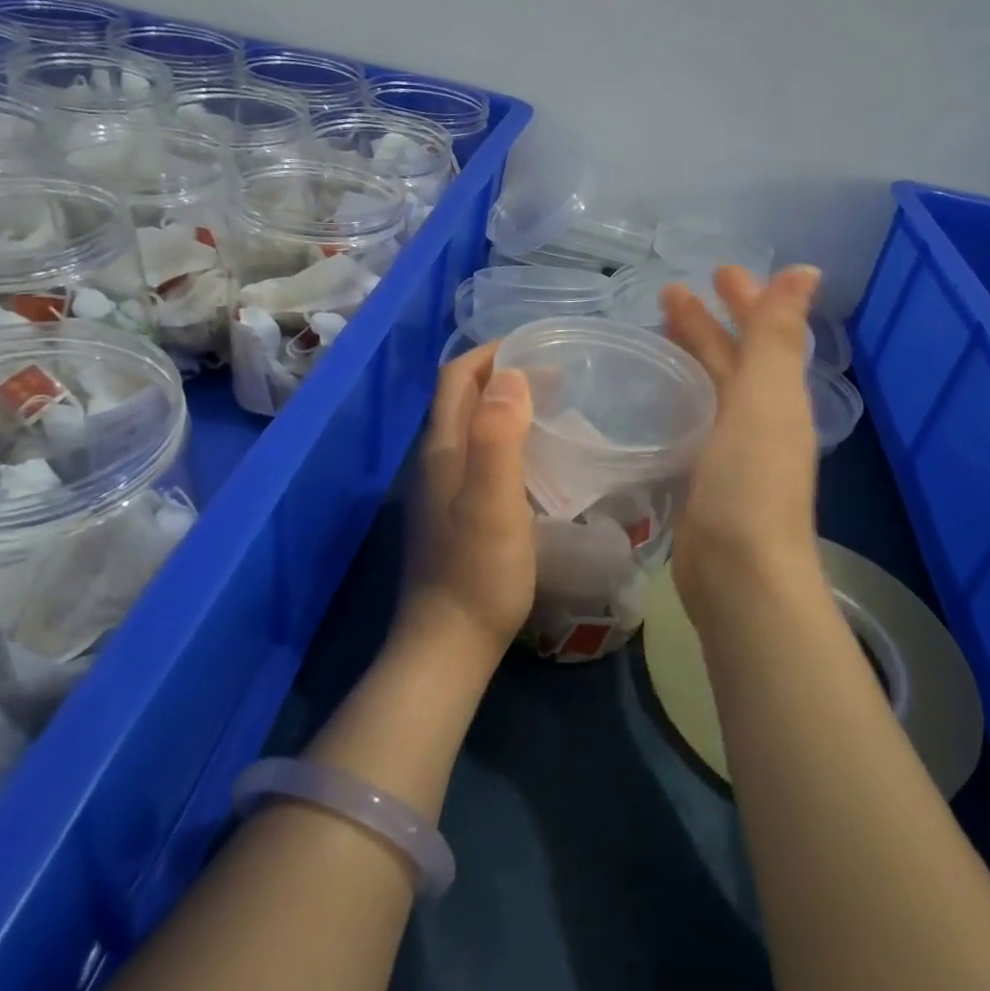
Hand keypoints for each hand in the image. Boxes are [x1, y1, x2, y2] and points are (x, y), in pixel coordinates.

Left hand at [399, 343, 536, 662]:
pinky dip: (504, 439)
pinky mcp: (452, 514)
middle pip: (460, 399)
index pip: (457, 378)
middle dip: (501, 374)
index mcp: (442, 450)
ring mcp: (440, 490)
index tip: (536, 346)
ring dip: (503, 406)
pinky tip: (534, 459)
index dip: (490, 353)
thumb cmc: (478, 572)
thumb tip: (509, 375)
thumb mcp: (493, 502)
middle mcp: (434, 461)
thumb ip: (498, 436)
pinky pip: (477, 456)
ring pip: (469, 428)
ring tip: (550, 407)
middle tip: (554, 375)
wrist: (448, 644)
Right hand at [661, 266, 824, 611]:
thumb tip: (807, 270)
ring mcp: (732, 453)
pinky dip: (678, 401)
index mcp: (777, 396)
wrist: (739, 572)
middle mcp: (759, 420)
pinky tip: (654, 400)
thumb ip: (778, 335)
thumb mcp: (766, 398)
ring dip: (690, 359)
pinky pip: (693, 424)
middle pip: (732, 360)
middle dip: (706, 324)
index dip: (743, 299)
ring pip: (711, 391)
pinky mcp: (704, 480)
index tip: (715, 270)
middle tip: (667, 294)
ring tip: (655, 335)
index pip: (760, 334)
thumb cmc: (750, 481)